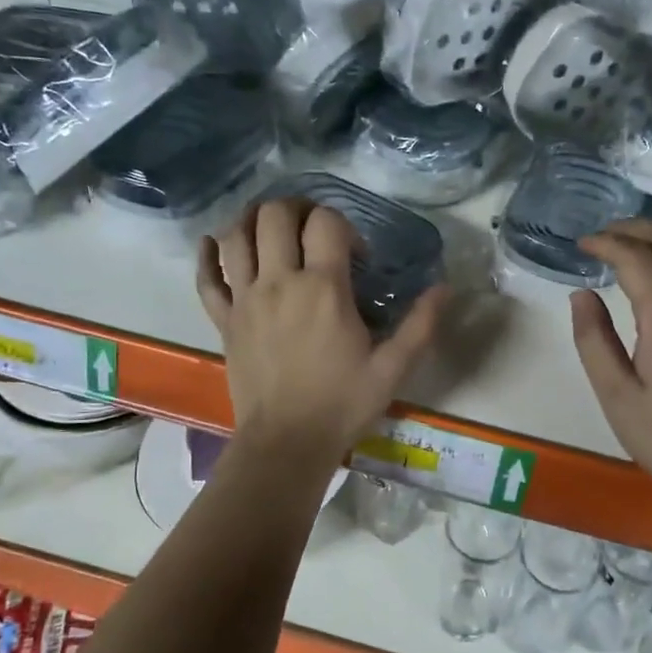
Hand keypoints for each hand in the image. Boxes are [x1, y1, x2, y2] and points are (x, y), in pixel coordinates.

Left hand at [197, 199, 446, 456]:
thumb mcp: (393, 368)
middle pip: (273, 215)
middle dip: (296, 209)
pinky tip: (215, 246)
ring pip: (234, 236)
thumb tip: (445, 287)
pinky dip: (208, 256)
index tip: (356, 255)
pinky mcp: (224, 321)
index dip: (343, 225)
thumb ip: (420, 324)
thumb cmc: (343, 404)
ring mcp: (245, 299)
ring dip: (251, 221)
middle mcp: (279, 282)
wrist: (287, 443)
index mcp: (323, 288)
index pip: (326, 222)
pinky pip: (206, 277)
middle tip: (312, 230)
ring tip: (271, 230)